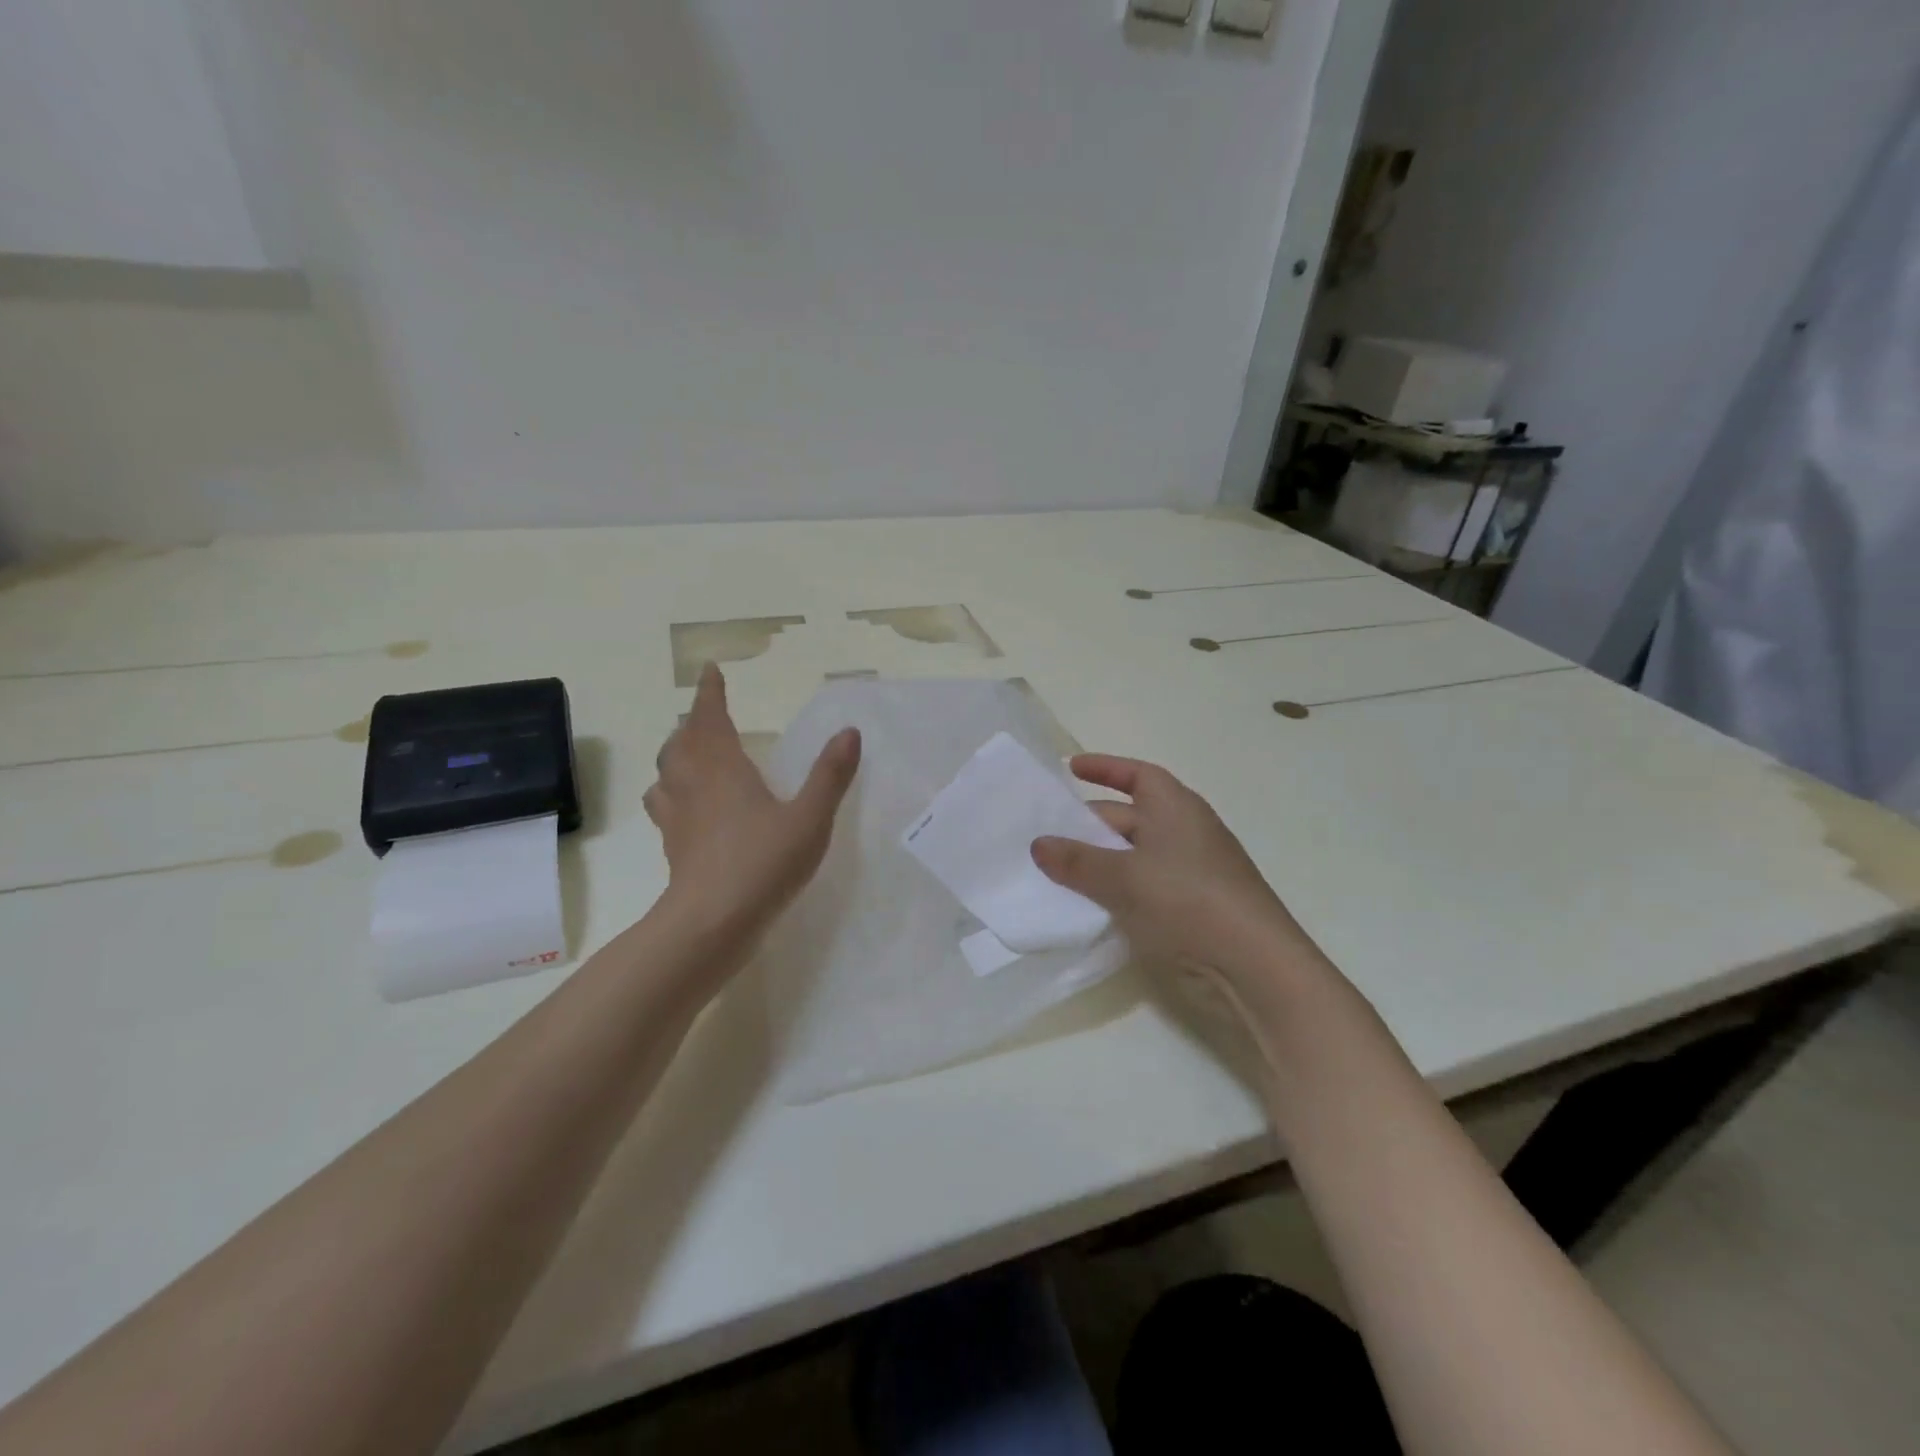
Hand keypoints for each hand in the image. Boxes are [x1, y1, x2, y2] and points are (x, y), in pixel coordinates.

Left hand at [645, 663, 860, 959]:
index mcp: (722, 769)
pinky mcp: (674, 848)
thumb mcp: (809, 818)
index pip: (710, 718)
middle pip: (681, 743)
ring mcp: (678, 818)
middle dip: (693, 724)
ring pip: (666, 774)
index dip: (710, 693)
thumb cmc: (763, 863)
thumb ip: (830, 775)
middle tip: (707, 715)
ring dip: (676, 756)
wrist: (712, 924)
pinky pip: (665, 807)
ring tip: (690, 755)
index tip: (710, 671)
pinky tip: (687, 809)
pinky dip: (671, 794)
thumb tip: (849, 731)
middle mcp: (693, 786)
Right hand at [1031, 754, 1318, 984]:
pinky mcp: (1188, 908)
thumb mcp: (1124, 877)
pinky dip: (1114, 890)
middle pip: (1127, 816)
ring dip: (1097, 861)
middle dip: (1087, 823)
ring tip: (1053, 870)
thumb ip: (1077, 861)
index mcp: (1175, 808)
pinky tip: (1085, 906)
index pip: (1137, 775)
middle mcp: (1183, 832)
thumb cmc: (1188, 901)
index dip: (1105, 768)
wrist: (1252, 967)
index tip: (1070, 768)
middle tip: (1043, 834)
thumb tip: (1038, 844)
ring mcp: (1188, 872)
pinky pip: (1140, 888)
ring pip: (1131, 856)